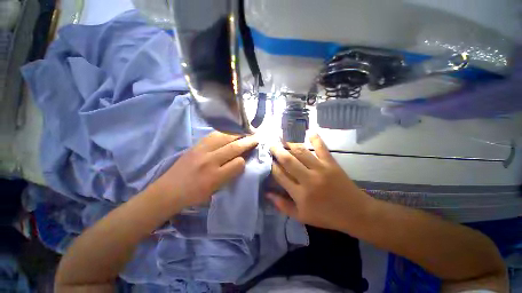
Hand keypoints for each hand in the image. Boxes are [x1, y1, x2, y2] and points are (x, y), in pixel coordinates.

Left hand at [152, 131, 257, 208]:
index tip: (248, 158)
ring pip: (224, 137)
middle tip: (256, 138)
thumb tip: (240, 162)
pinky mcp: (195, 145)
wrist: (168, 191)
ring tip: (245, 133)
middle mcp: (209, 161)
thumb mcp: (215, 191)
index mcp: (214, 177)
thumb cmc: (194, 195)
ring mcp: (201, 151)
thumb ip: (229, 176)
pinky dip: (224, 132)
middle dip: (247, 142)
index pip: (237, 163)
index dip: (244, 160)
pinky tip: (229, 132)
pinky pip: (213, 135)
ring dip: (237, 134)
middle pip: (233, 147)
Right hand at [268, 134, 372, 231]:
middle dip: (277, 151)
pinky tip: (309, 131)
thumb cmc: (326, 216)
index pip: (280, 176)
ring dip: (290, 143)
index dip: (272, 166)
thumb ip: (283, 206)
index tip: (268, 159)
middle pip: (288, 160)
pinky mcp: (331, 163)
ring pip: (301, 152)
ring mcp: (320, 169)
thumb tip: (267, 194)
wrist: (355, 213)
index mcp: (300, 194)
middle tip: (271, 144)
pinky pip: (322, 148)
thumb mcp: (301, 216)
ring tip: (283, 137)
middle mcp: (308, 179)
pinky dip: (316, 139)